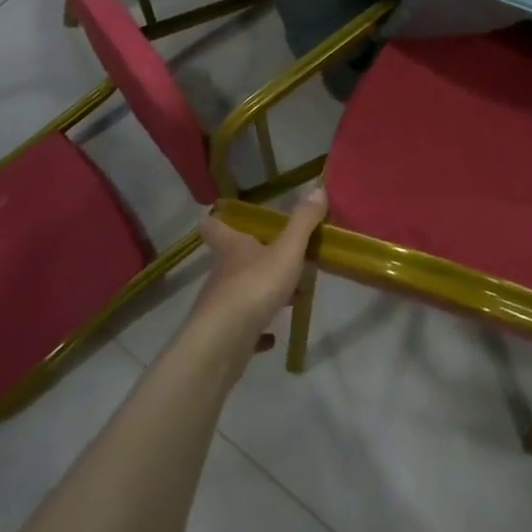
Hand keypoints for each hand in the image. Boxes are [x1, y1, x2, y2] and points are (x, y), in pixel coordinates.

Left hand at [187, 187, 327, 358]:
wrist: (223, 343)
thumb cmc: (254, 286)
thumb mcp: (286, 250)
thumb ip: (303, 222)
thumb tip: (317, 188)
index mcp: (232, 247)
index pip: (213, 225)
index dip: (217, 217)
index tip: (224, 212)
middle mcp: (222, 272)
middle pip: (233, 257)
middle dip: (256, 255)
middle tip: (284, 254)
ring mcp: (221, 305)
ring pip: (242, 290)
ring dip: (263, 290)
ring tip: (291, 295)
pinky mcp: (226, 334)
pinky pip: (244, 327)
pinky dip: (259, 328)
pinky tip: (274, 335)